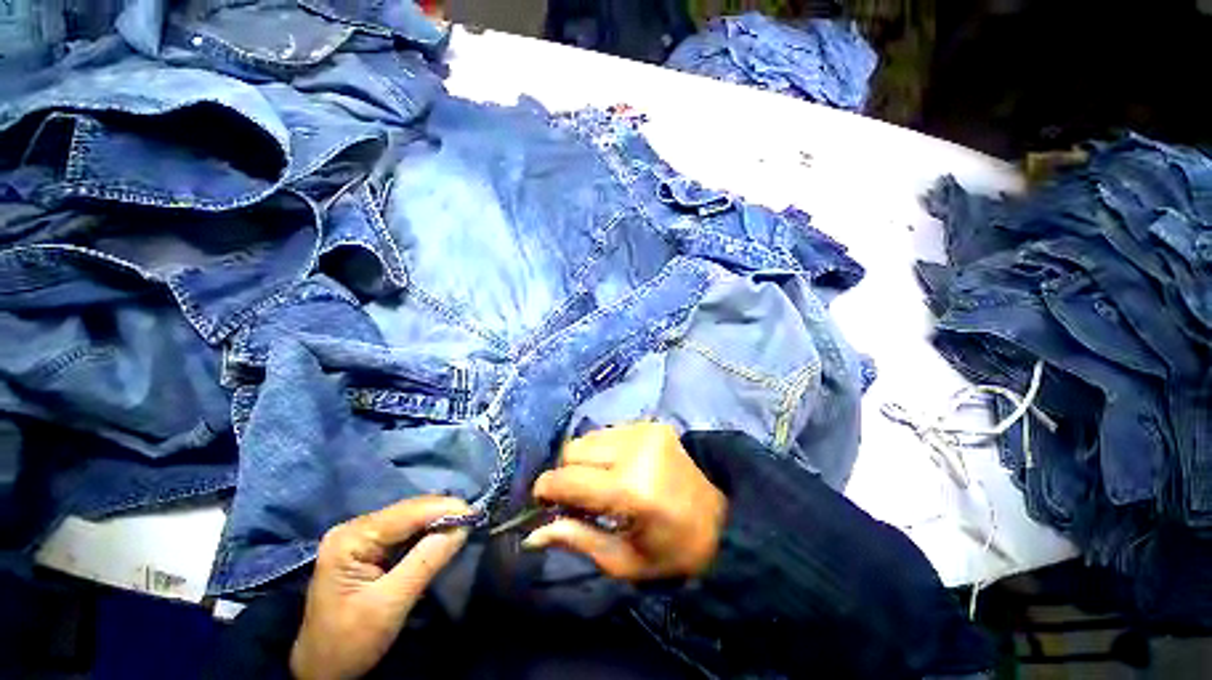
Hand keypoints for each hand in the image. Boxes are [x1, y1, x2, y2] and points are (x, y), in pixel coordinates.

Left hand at [290, 496, 470, 679]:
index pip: (407, 513)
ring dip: (439, 519)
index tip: (476, 513)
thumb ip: (426, 561)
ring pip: (410, 517)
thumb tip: (462, 527)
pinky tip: (445, 532)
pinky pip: (406, 530)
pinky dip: (428, 530)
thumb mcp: (389, 604)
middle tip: (475, 518)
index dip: (445, 509)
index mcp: (351, 538)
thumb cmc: (350, 641)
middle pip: (409, 510)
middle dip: (444, 512)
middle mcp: (355, 528)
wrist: (323, 670)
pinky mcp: (369, 547)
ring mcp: (360, 536)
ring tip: (465, 523)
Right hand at [523, 422, 726, 579]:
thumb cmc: (671, 550)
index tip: (541, 501)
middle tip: (576, 497)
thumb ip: (576, 539)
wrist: (719, 518)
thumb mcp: (622, 560)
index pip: (569, 479)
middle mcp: (636, 450)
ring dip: (584, 459)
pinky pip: (609, 431)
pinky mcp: (652, 424)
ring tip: (598, 481)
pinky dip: (603, 449)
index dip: (546, 489)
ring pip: (589, 437)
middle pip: (574, 450)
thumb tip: (532, 534)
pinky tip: (616, 466)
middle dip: (566, 474)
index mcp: (630, 489)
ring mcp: (645, 431)